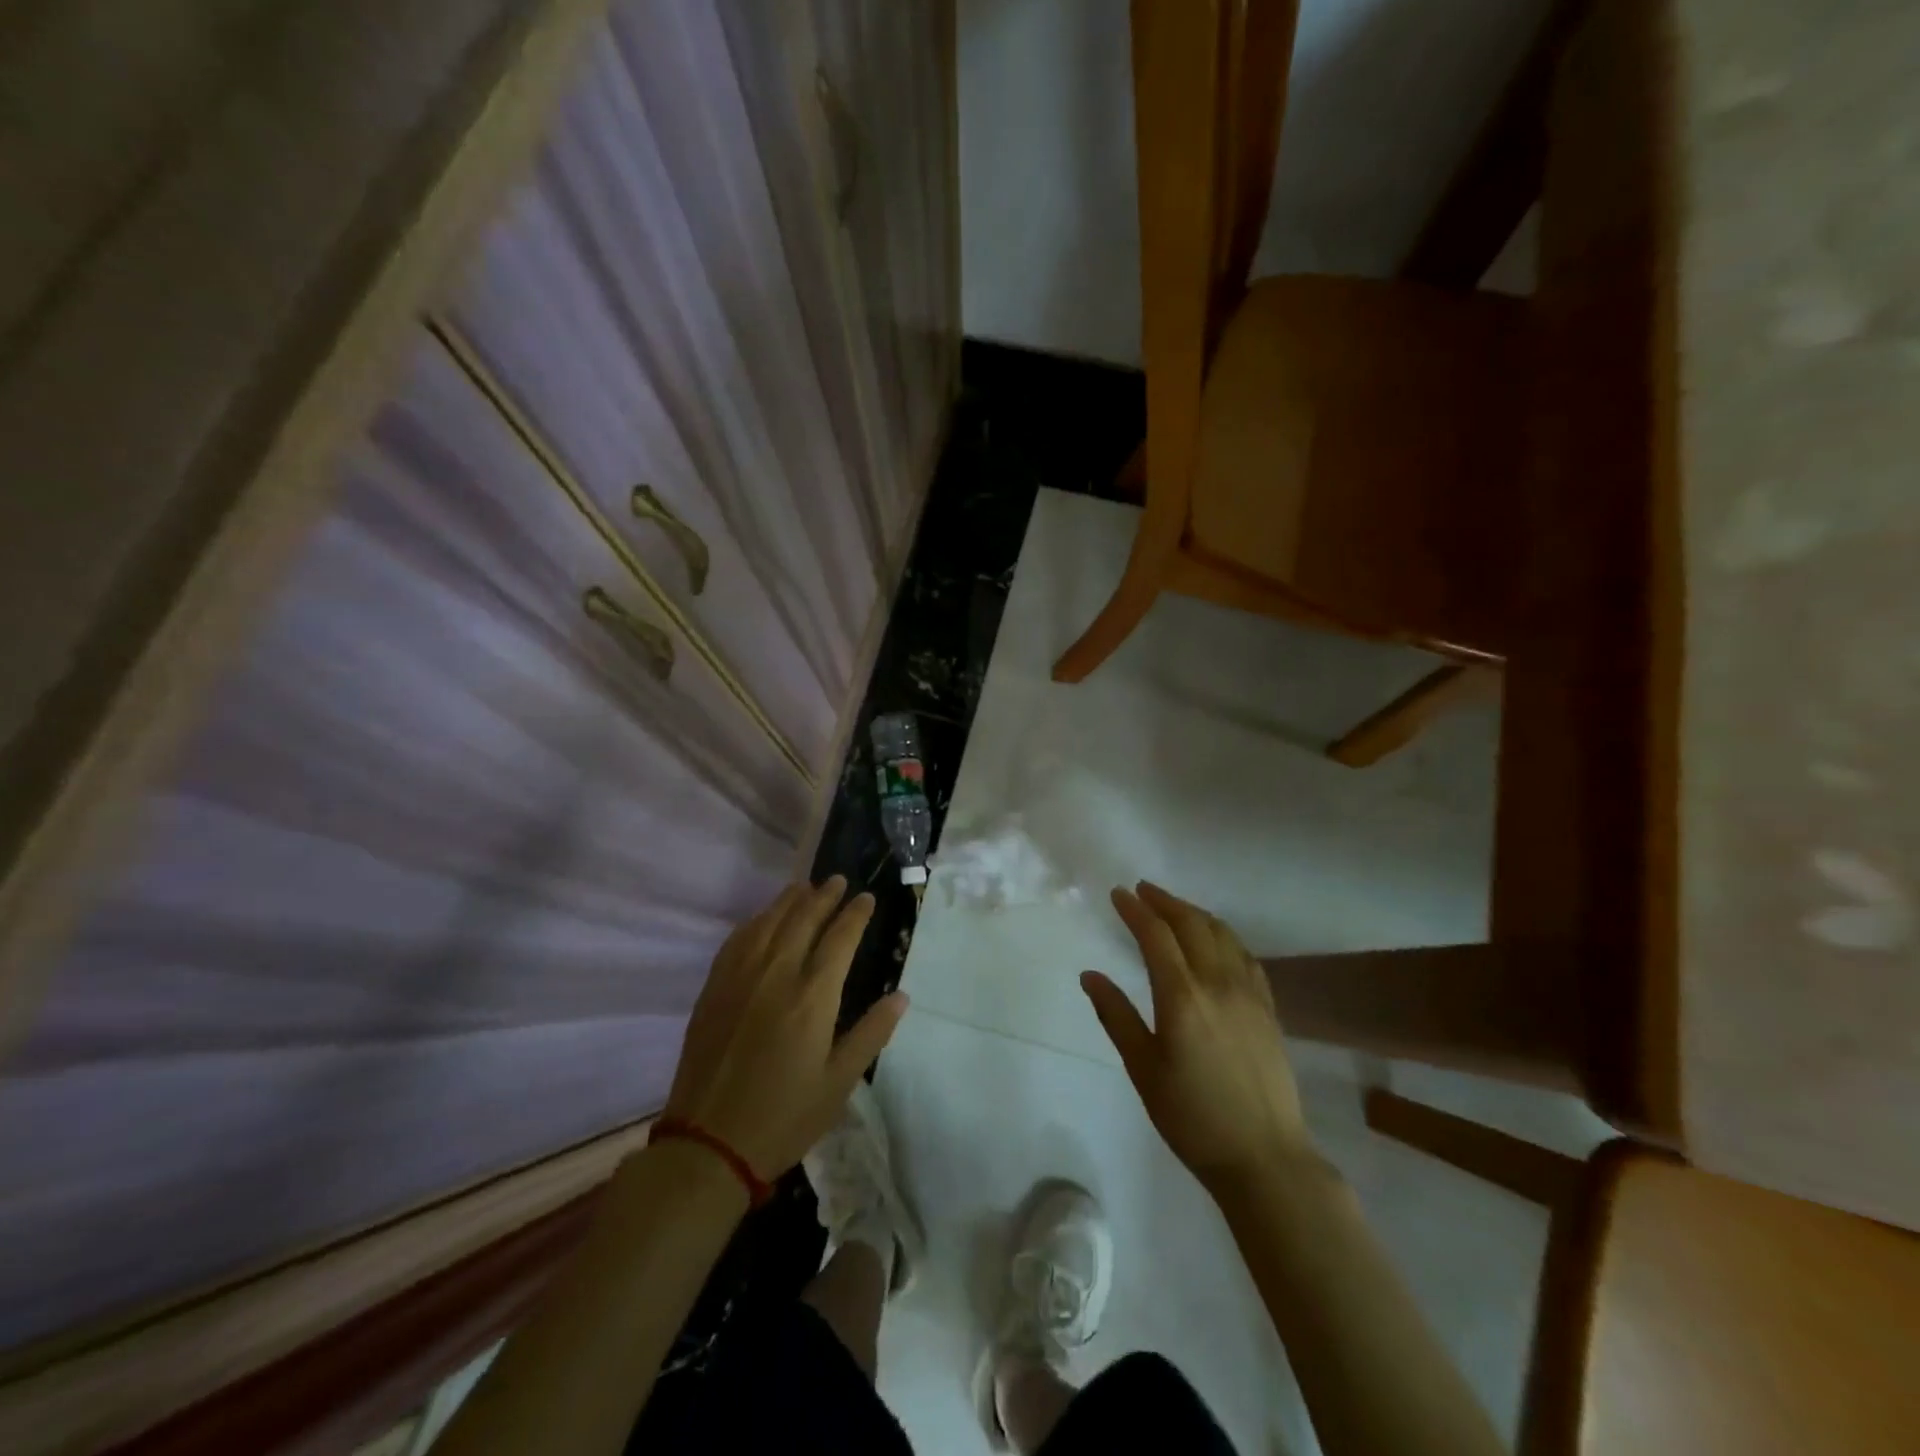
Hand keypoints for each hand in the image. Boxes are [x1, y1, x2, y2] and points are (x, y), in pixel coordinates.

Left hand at [665, 878, 907, 1180]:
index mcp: (813, 997)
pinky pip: (737, 940)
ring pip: (768, 922)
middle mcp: (777, 974)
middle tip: (837, 881)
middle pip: (803, 919)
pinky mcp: (714, 989)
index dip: (855, 914)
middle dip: (824, 896)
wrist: (708, 1144)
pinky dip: (755, 921)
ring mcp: (740, 978)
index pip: (840, 938)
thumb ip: (871, 1034)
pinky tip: (762, 918)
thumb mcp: (838, 1083)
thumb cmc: (784, 1117)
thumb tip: (901, 996)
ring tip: (804, 887)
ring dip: (789, 900)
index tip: (866, 898)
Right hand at [1082, 883, 1311, 1196]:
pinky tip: (1217, 942)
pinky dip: (1225, 937)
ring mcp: (1249, 994)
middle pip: (1192, 925)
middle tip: (1143, 890)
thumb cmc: (1192, 1116)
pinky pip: (1246, 956)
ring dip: (1195, 913)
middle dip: (1165, 901)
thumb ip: (1116, 1016)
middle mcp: (1218, 983)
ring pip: (1223, 935)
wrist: (1264, 1157)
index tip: (1118, 893)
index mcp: (1182, 996)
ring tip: (1174, 908)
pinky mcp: (1268, 1009)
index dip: (1136, 910)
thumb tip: (1090, 975)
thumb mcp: (1143, 1069)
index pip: (1156, 936)